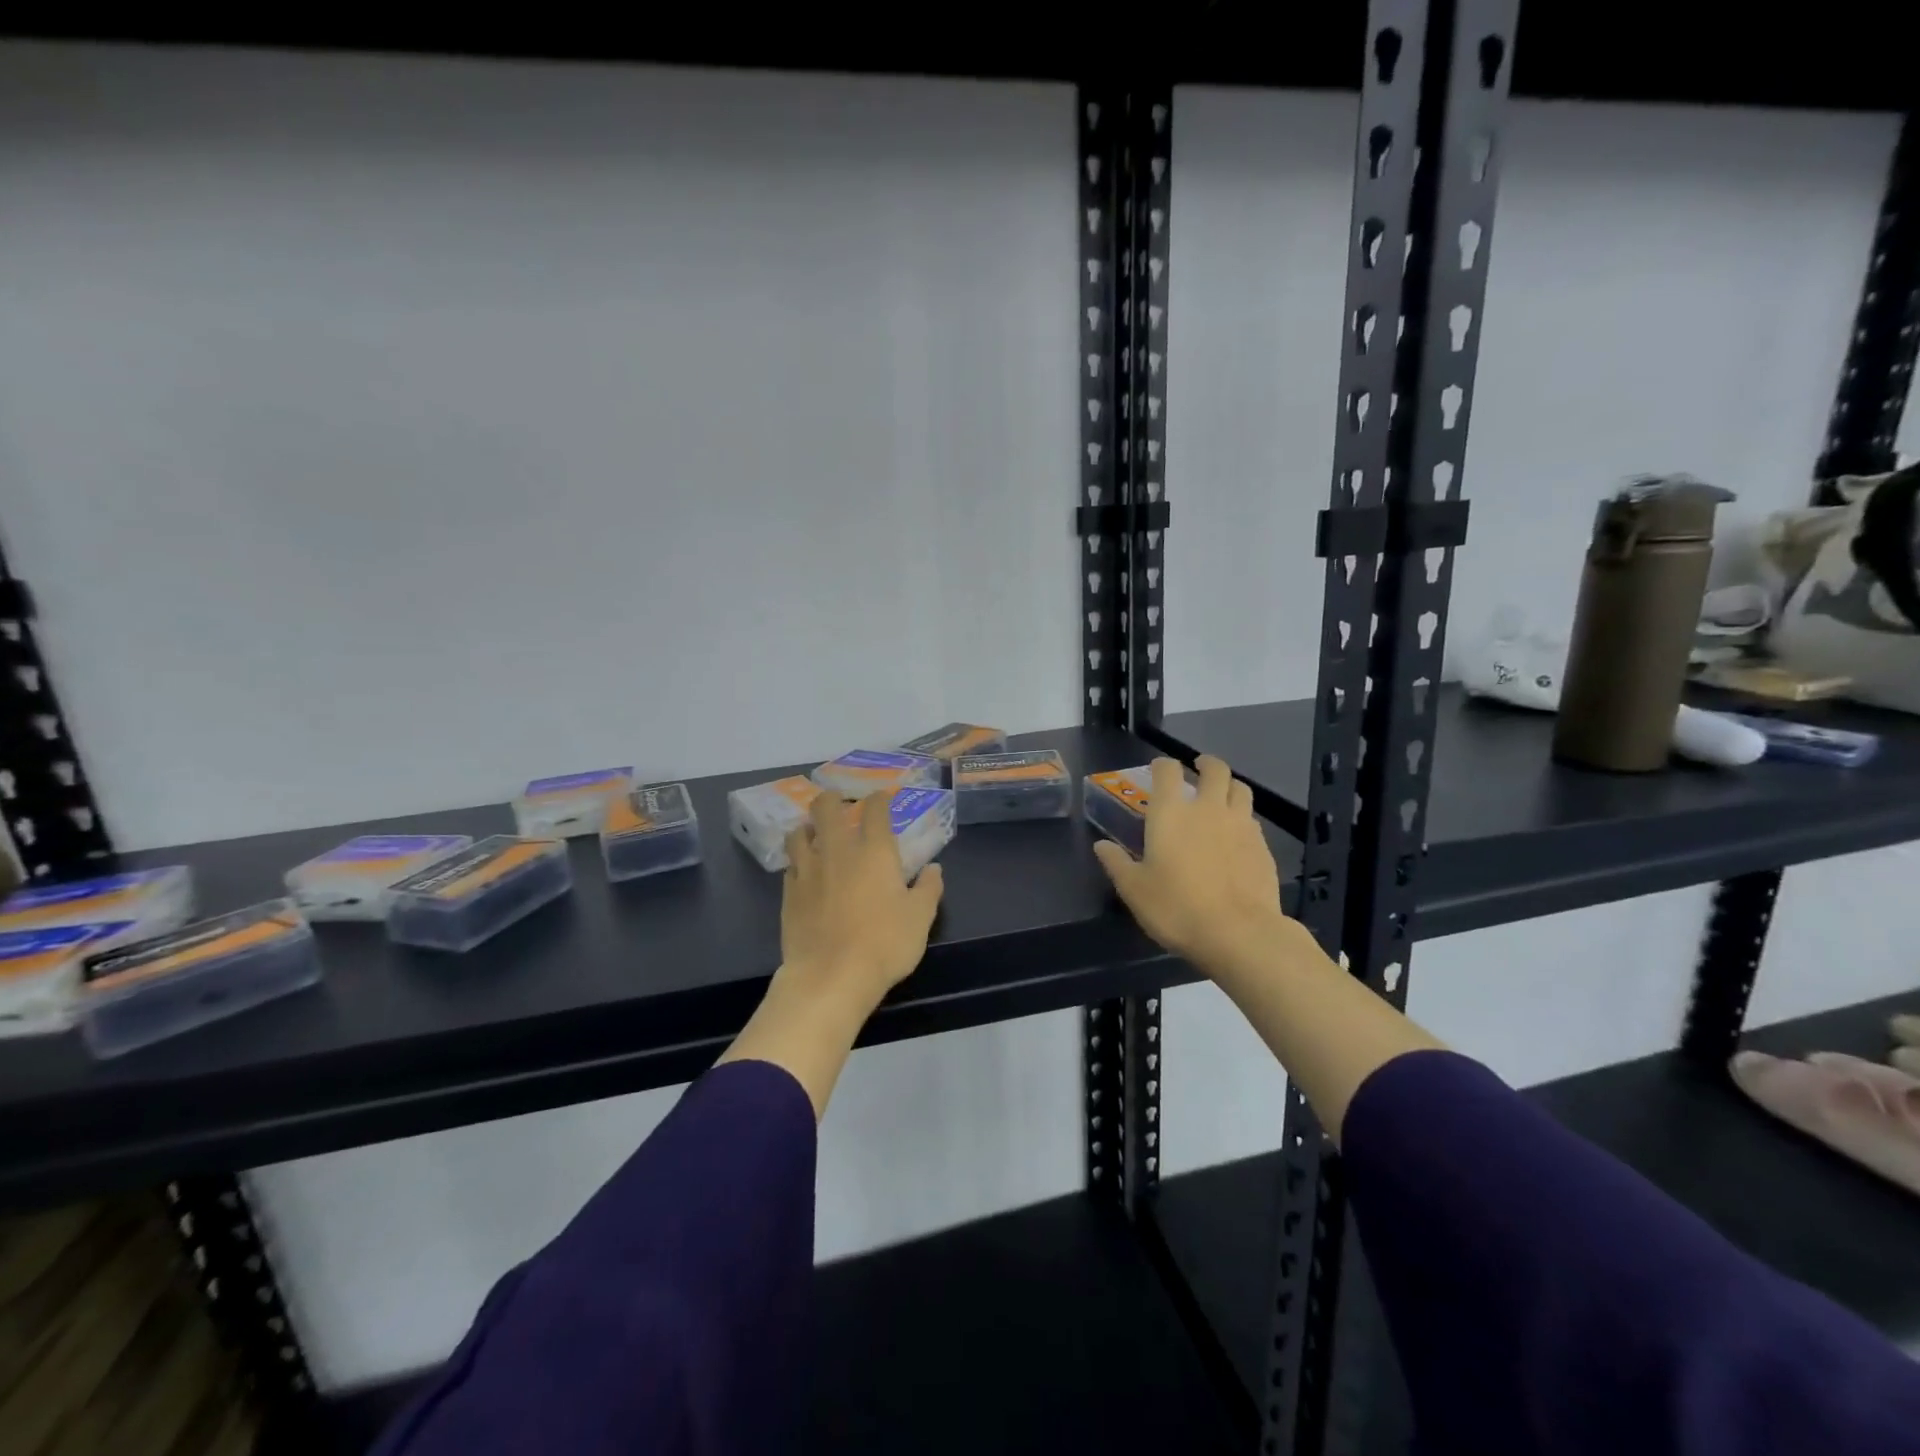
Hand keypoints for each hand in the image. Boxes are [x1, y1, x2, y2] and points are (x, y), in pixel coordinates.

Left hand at [779, 788, 944, 1016]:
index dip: (879, 799)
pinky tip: (805, 872)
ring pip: (799, 833)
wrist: (831, 977)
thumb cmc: (884, 944)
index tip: (882, 798)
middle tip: (840, 805)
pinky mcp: (788, 893)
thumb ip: (928, 889)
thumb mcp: (920, 918)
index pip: (874, 809)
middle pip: (826, 808)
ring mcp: (808, 870)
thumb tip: (934, 868)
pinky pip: (790, 865)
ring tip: (815, 834)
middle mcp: (838, 851)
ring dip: (808, 827)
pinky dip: (798, 861)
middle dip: (832, 799)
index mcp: (874, 851)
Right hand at [1093, 756, 1291, 971]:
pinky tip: (1237, 833)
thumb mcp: (1134, 889)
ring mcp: (1240, 825)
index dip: (1163, 766)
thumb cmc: (1176, 907)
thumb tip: (1101, 845)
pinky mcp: (1263, 846)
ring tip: (1222, 794)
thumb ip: (1117, 863)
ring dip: (1229, 785)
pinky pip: (1253, 819)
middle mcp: (1208, 808)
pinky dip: (1243, 817)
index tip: (1159, 769)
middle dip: (1206, 764)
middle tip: (1199, 768)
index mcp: (1171, 813)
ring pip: (1240, 789)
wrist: (1238, 933)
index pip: (1168, 772)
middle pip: (1214, 770)